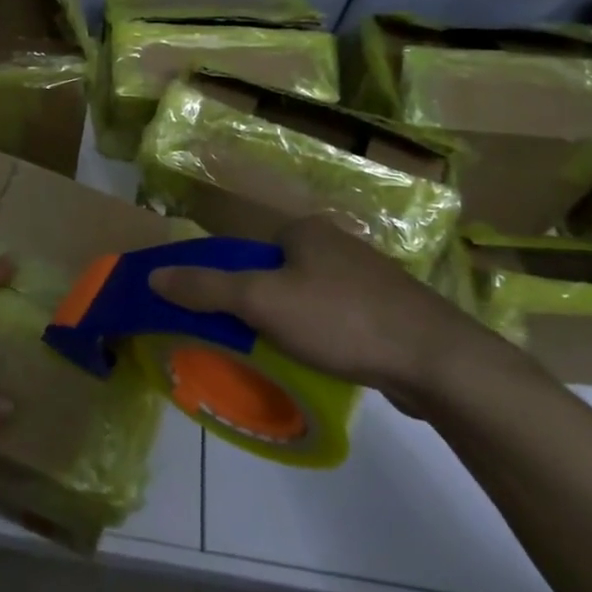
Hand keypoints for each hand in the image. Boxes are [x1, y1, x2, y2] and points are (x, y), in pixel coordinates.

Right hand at [147, 216, 516, 413]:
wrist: (438, 361)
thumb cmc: (342, 319)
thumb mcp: (263, 301)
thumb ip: (207, 288)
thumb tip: (153, 276)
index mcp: (305, 230)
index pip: (248, 249)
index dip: (228, 281)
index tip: (221, 318)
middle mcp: (336, 244)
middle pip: (276, 274)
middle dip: (259, 306)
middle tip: (246, 342)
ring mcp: (368, 277)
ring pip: (307, 298)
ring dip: (289, 324)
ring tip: (280, 357)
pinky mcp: (389, 310)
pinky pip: (337, 318)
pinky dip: (321, 336)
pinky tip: (322, 362)